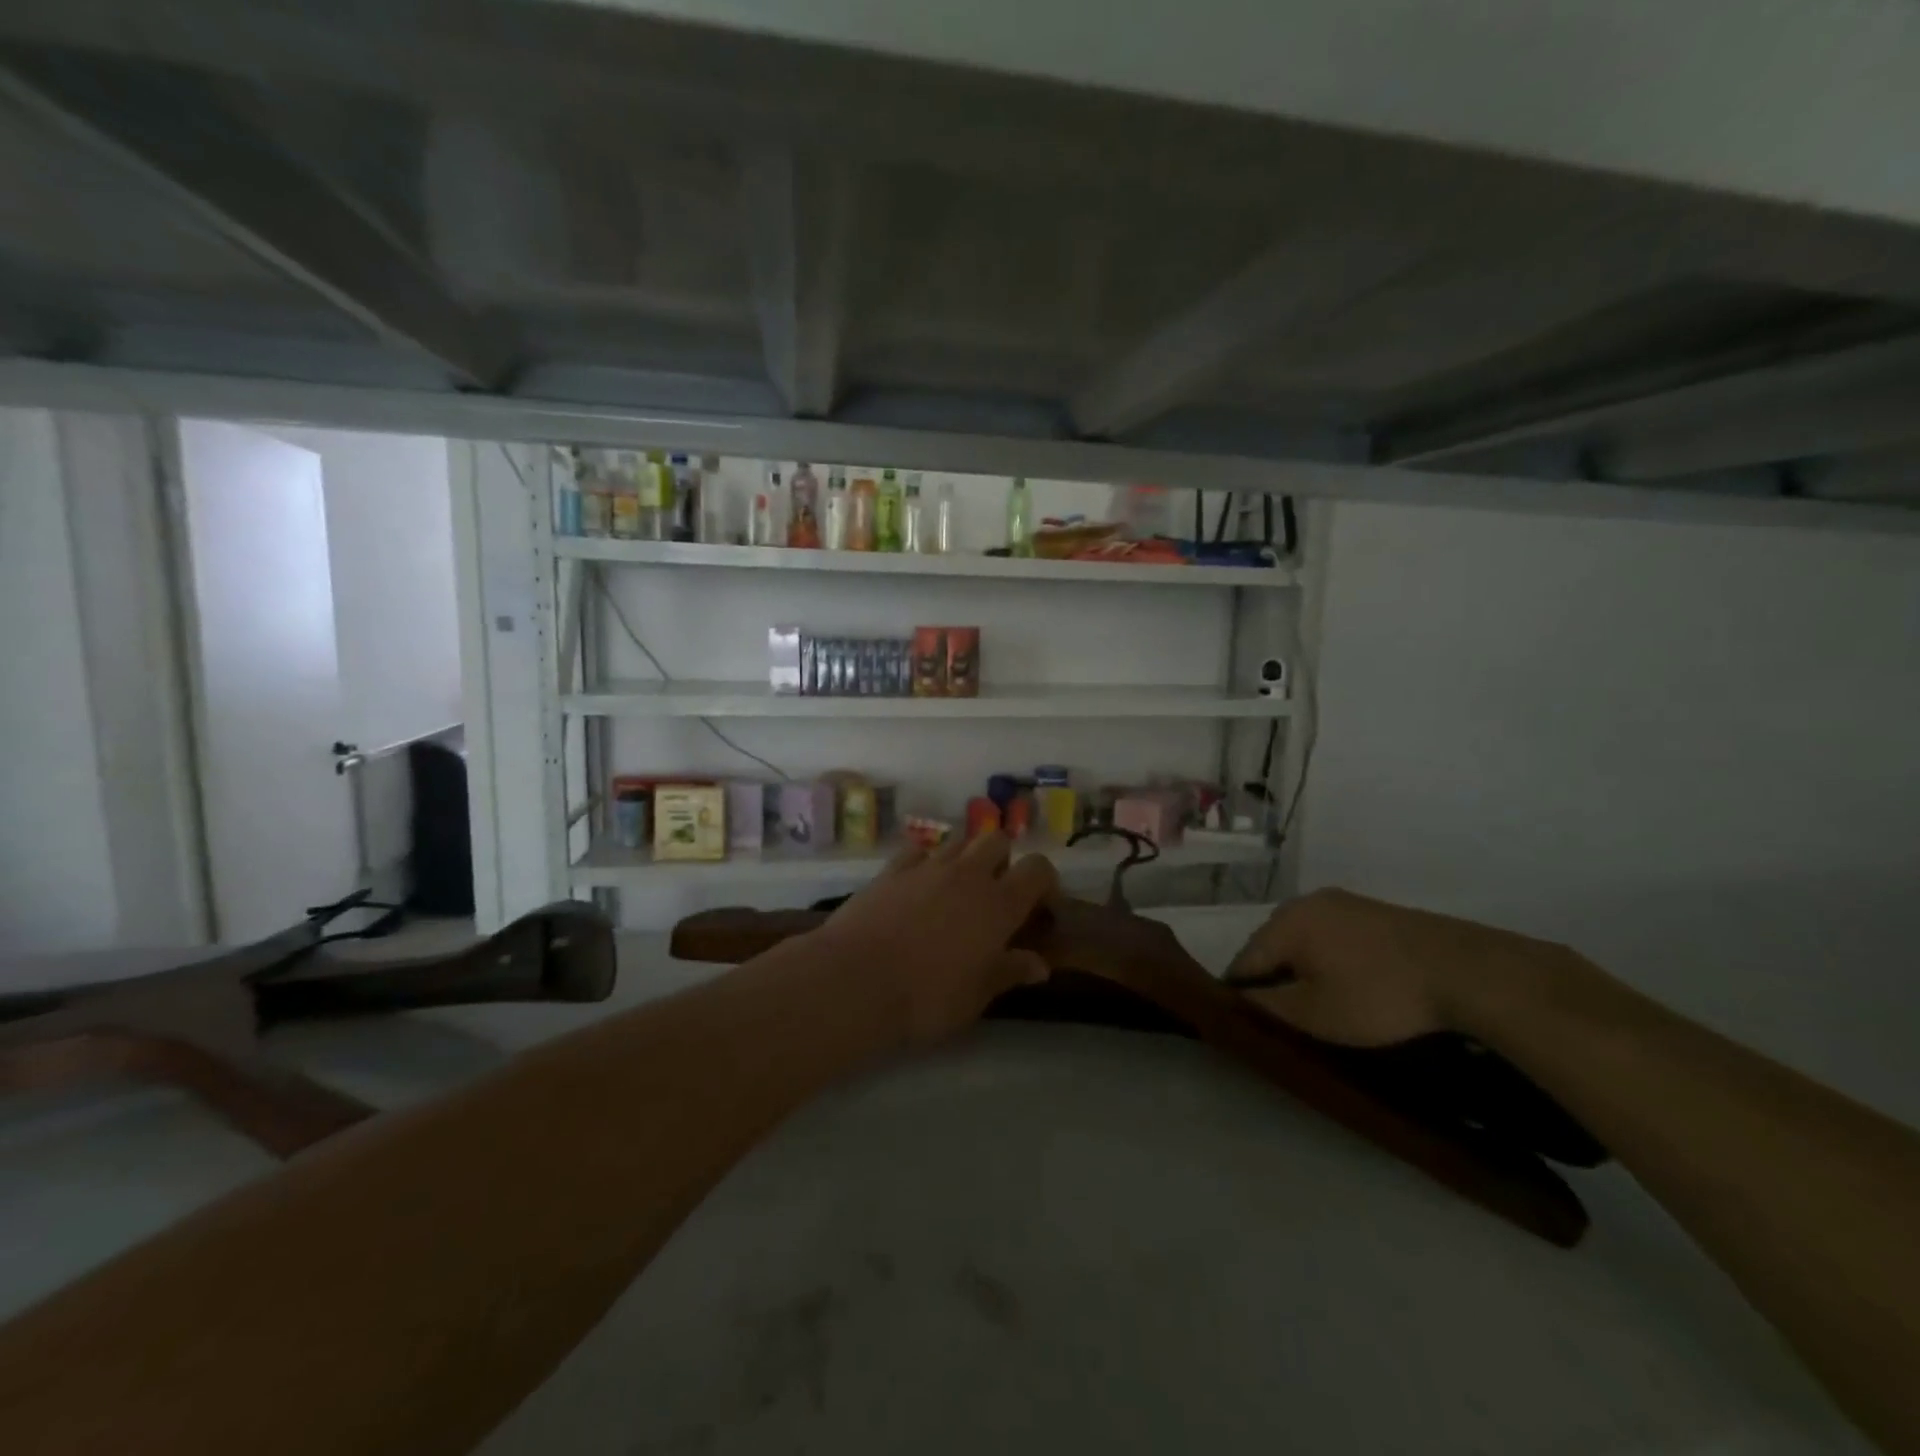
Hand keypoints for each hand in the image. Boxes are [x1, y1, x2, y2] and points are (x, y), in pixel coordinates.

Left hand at [812, 832, 1058, 1045]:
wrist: (855, 980)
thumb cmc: (926, 998)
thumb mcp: (976, 997)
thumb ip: (1009, 972)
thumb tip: (1039, 965)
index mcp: (999, 905)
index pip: (1038, 869)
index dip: (1045, 882)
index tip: (1040, 908)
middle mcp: (968, 875)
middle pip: (998, 840)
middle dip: (1003, 860)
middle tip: (995, 894)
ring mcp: (927, 867)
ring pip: (959, 840)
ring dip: (966, 858)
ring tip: (957, 890)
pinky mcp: (892, 869)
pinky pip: (919, 851)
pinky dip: (926, 862)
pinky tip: (918, 887)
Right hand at [1226, 888, 1563, 1045]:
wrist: (1463, 971)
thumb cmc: (1378, 995)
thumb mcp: (1315, 1014)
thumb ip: (1267, 1005)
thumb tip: (1239, 998)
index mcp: (1284, 922)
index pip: (1244, 961)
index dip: (1241, 994)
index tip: (1249, 1023)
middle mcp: (1305, 903)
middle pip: (1272, 946)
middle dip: (1273, 978)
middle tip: (1287, 1017)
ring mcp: (1341, 902)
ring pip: (1304, 940)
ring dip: (1303, 968)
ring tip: (1319, 1003)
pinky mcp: (1371, 911)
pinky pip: (1333, 936)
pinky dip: (1330, 959)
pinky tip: (1349, 984)